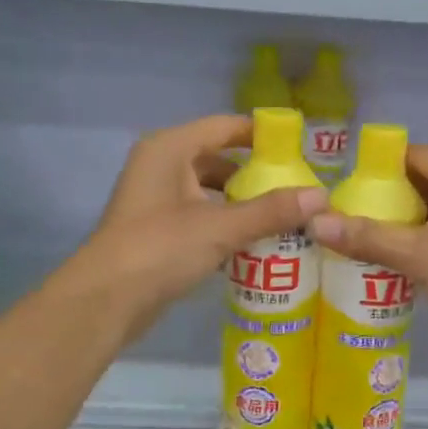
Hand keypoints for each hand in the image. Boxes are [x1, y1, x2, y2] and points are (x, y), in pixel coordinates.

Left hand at [56, 115, 326, 345]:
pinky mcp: (157, 231)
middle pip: (218, 160)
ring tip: (283, 218)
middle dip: (256, 176)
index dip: (262, 136)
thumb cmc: (160, 249)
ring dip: (242, 204)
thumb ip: (271, 211)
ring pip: (210, 192)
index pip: (225, 127)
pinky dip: (225, 226)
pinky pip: (201, 217)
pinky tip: (255, 244)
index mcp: (170, 149)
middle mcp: (161, 166)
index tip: (300, 150)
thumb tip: (322, 195)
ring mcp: (156, 200)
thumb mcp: (221, 227)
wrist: (105, 301)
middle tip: (297, 189)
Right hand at [308, 146, 427, 358]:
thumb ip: (367, 236)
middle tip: (364, 217)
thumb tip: (315, 222)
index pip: (419, 156)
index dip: (383, 171)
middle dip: (401, 197)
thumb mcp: (416, 255)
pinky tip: (420, 252)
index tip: (353, 191)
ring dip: (422, 215)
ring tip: (385, 235)